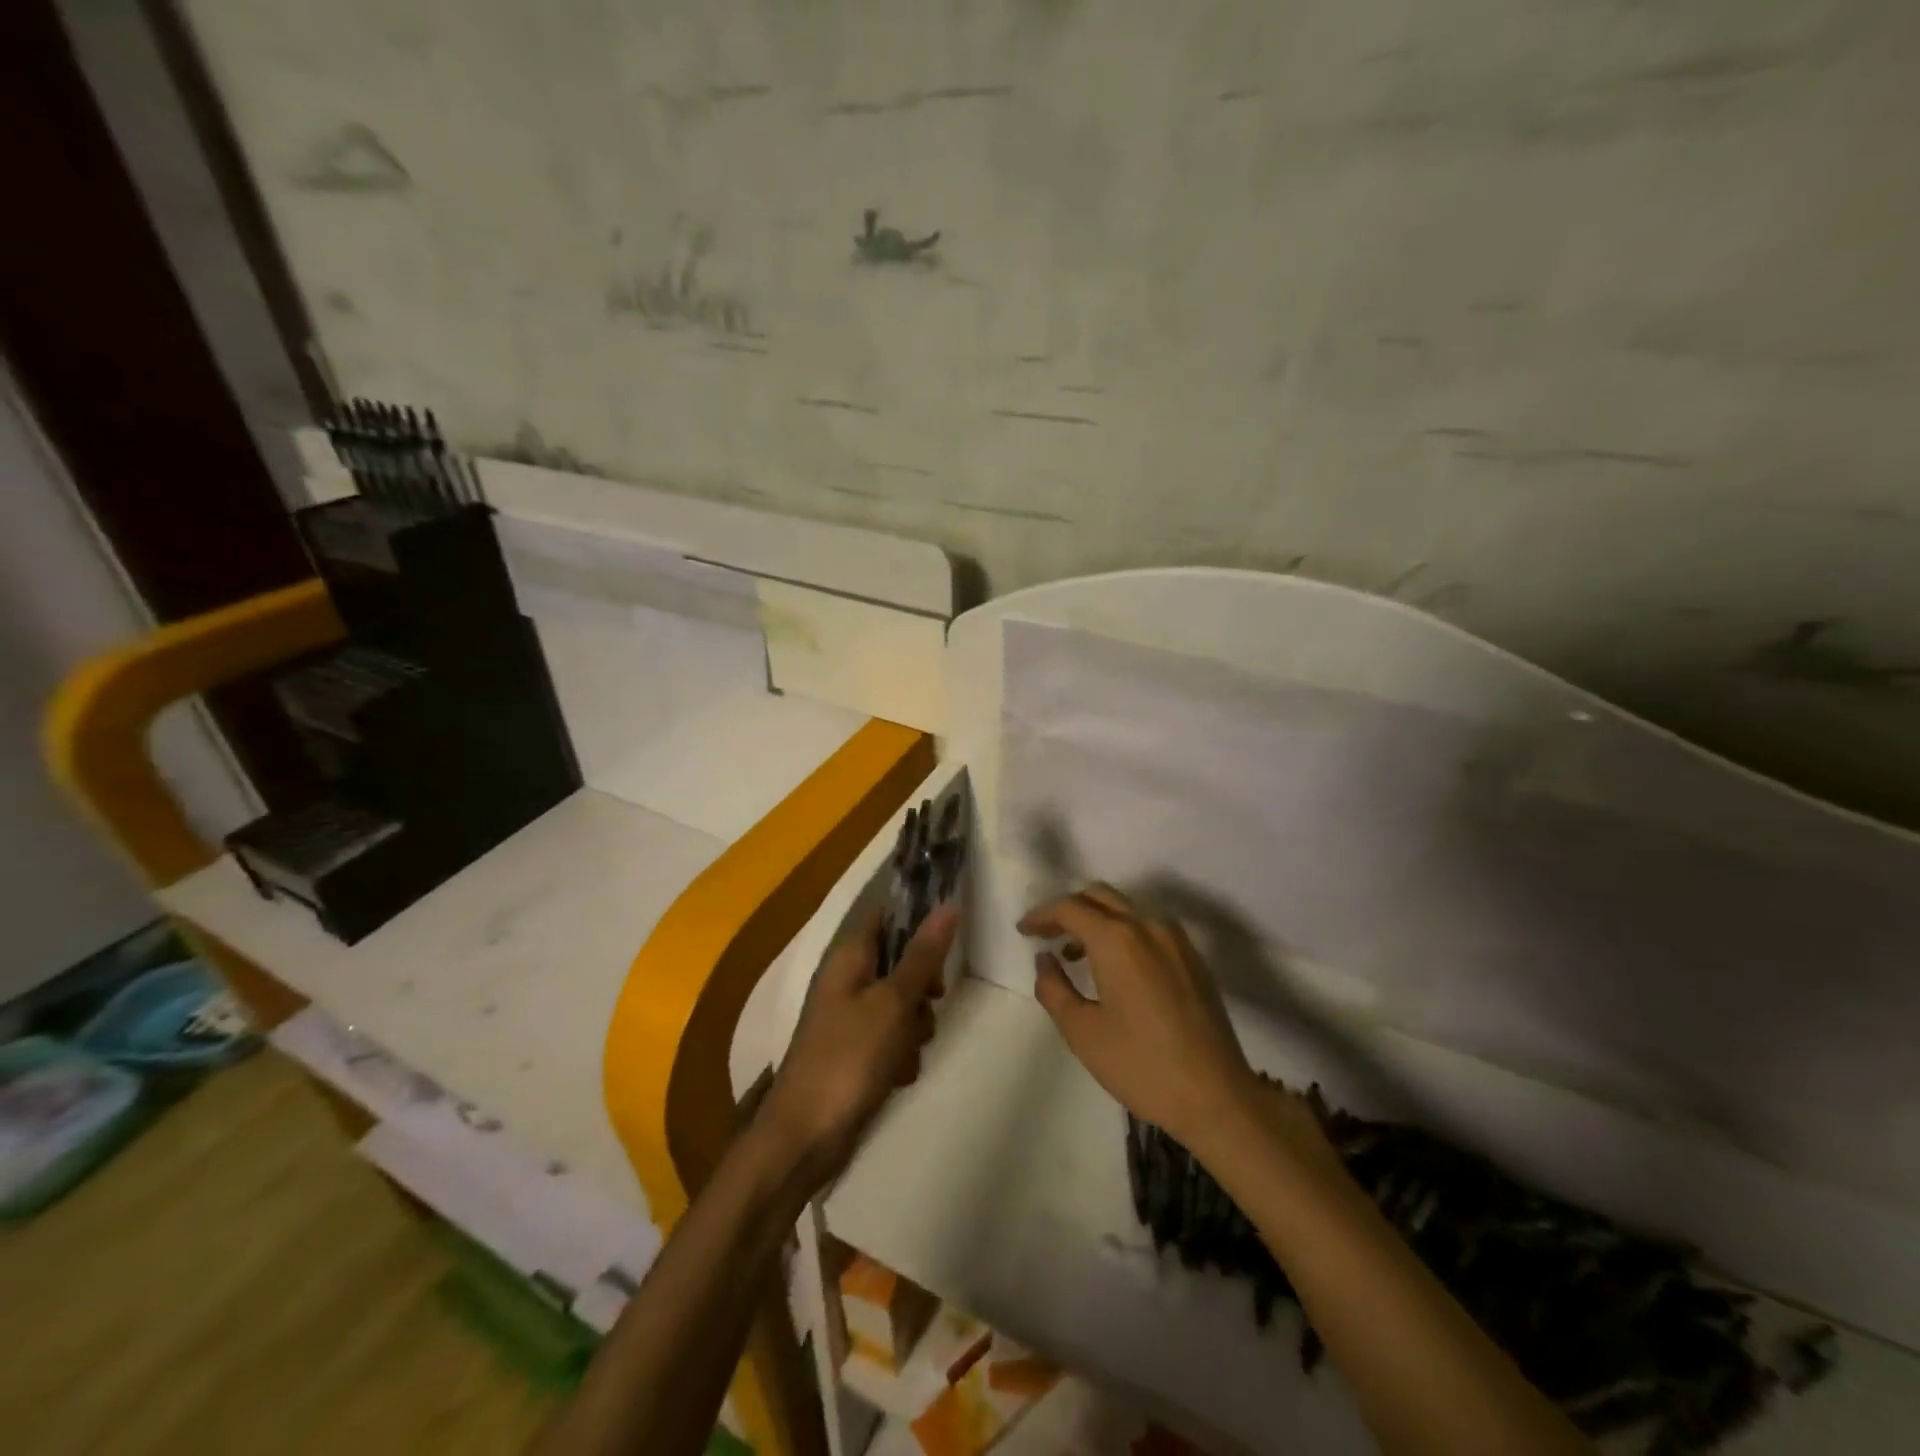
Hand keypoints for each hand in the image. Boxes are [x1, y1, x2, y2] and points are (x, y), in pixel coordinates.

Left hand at [762, 900, 957, 1187]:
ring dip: (915, 1027)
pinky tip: (898, 1075)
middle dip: (922, 987)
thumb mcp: (893, 1003)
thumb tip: (948, 905)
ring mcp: (851, 1018)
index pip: (888, 915)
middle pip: (902, 962)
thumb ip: (923, 955)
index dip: (919, 921)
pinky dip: (901, 1054)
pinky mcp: (857, 1052)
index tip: (946, 943)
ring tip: (907, 1050)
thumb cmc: (849, 1058)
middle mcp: (848, 980)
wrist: (805, 1137)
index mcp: (849, 957)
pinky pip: (893, 1038)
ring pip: (903, 1004)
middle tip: (930, 1002)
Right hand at [1020, 883, 1256, 1150]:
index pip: (1070, 907)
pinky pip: (1149, 929)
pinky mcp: (1193, 959)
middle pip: (1100, 897)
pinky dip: (1123, 934)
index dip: (1042, 915)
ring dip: (1097, 921)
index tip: (1024, 931)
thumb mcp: (1083, 1032)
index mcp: (1118, 939)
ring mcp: (1176, 940)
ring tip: (1076, 955)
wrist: (1217, 1096)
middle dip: (1068, 909)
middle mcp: (1148, 926)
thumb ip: (1054, 988)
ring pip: (1127, 910)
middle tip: (1046, 934)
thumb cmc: (1141, 1065)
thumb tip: (1045, 960)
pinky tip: (1116, 969)